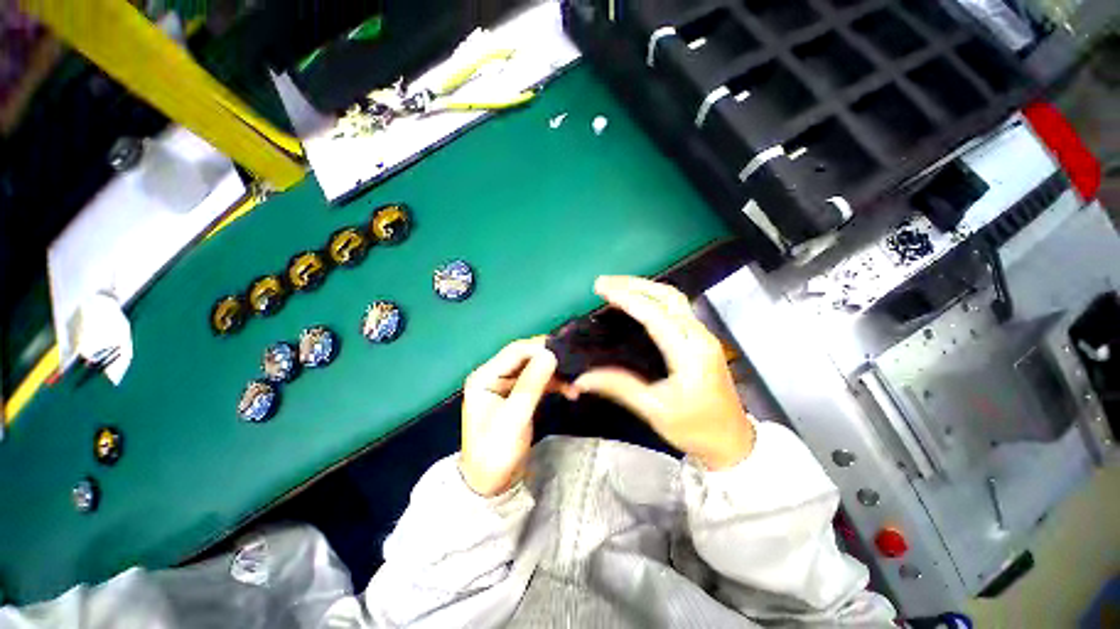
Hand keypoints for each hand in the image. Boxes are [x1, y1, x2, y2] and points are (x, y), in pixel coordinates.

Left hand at [460, 337, 557, 496]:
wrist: (491, 484)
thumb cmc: (496, 452)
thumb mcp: (514, 419)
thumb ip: (531, 385)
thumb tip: (550, 354)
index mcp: (484, 377)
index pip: (515, 351)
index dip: (539, 349)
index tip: (564, 354)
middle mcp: (493, 375)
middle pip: (525, 357)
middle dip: (549, 360)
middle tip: (573, 365)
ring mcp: (506, 384)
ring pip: (534, 368)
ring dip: (554, 373)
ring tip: (574, 382)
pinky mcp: (518, 394)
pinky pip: (537, 380)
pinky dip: (553, 383)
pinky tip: (569, 390)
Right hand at [571, 276, 754, 469]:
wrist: (732, 441)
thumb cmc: (695, 428)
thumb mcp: (655, 410)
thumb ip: (619, 387)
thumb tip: (583, 378)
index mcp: (689, 352)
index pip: (654, 315)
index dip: (627, 298)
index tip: (602, 289)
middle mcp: (699, 336)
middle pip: (668, 296)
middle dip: (635, 284)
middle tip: (605, 283)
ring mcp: (703, 335)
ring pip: (674, 298)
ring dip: (645, 287)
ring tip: (617, 287)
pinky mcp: (701, 339)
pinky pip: (676, 308)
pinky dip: (653, 298)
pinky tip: (638, 301)